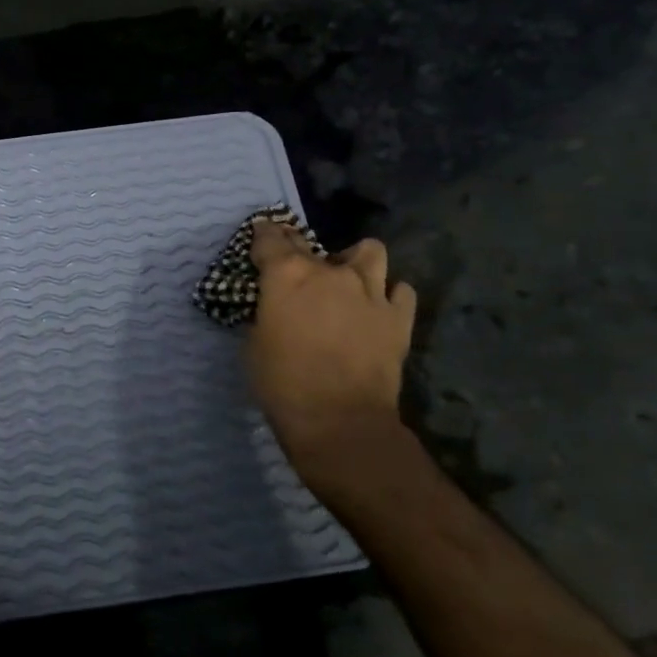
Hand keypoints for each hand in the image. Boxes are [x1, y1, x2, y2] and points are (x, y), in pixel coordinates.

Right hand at [248, 223, 417, 480]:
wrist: (340, 421)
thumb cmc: (282, 384)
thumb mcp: (255, 343)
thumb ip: (267, 313)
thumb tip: (276, 307)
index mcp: (287, 275)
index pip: (270, 238)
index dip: (263, 235)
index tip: (261, 236)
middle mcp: (330, 272)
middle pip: (312, 242)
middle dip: (299, 247)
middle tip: (296, 266)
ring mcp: (370, 291)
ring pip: (370, 252)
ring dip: (356, 260)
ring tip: (348, 277)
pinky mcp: (398, 317)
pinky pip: (401, 291)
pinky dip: (390, 294)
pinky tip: (379, 307)